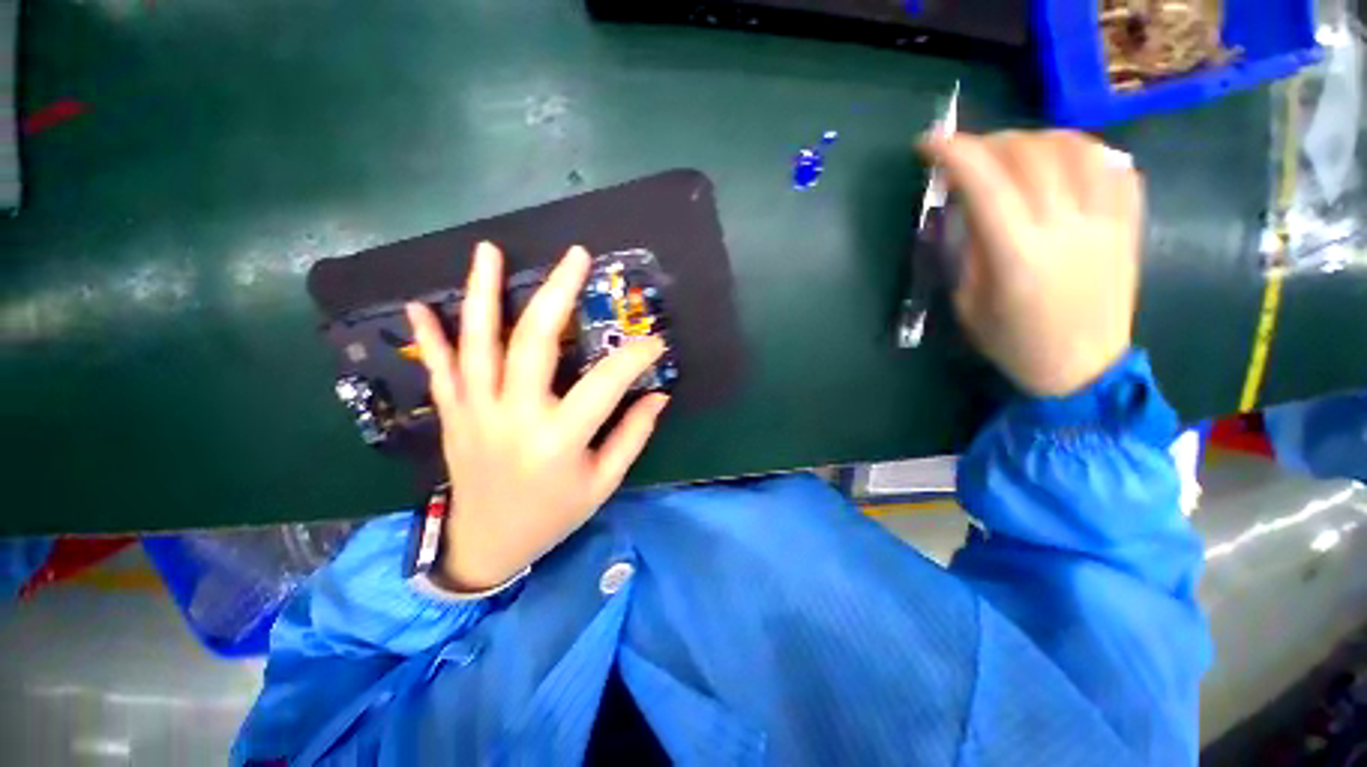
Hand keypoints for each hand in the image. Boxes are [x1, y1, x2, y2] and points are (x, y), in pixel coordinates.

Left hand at [406, 242, 669, 591]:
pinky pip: (440, 369)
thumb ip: (632, 435)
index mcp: (558, 439)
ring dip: (483, 294)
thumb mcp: (603, 482)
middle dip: (557, 293)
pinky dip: (430, 336)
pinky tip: (420, 303)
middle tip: (576, 256)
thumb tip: (657, 395)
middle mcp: (515, 416)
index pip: (606, 383)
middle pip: (535, 342)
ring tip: (489, 250)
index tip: (654, 340)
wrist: (487, 545)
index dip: (635, 357)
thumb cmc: (553, 515)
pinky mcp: (454, 415)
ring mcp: (476, 412)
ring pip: (478, 344)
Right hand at [918, 130, 1143, 397]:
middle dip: (990, 142)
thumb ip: (970, 249)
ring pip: (1077, 148)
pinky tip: (1064, 161)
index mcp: (1017, 256)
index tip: (929, 144)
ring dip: (1038, 138)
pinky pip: (1114, 165)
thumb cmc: (1013, 342)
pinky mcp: (1128, 224)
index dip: (953, 153)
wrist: (1083, 367)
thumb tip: (969, 206)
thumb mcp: (968, 301)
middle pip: (1030, 154)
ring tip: (1016, 152)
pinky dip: (1084, 151)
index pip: (985, 184)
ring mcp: (1106, 222)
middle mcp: (1066, 228)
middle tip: (969, 155)